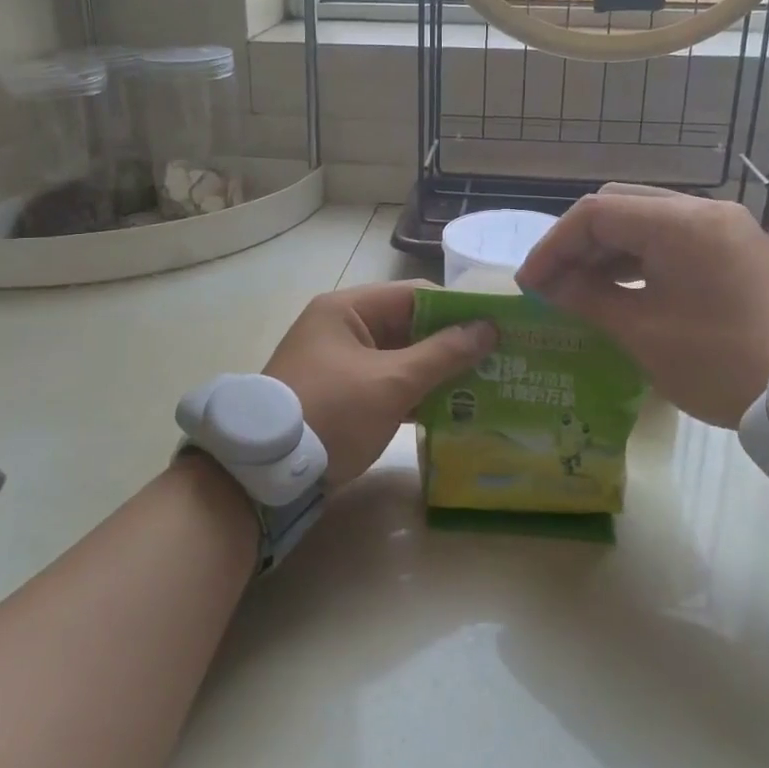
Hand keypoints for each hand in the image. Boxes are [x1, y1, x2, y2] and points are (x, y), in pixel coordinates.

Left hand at [262, 282, 496, 486]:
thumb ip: (442, 354)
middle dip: (452, 344)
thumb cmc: (332, 412)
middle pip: (408, 326)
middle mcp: (342, 328)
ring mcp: (340, 363)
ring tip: (488, 385)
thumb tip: (488, 328)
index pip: (414, 295)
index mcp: (347, 309)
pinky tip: (454, 410)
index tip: (499, 326)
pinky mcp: (342, 396)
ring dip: (437, 372)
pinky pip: (387, 384)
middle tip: (501, 359)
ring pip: (400, 358)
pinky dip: (416, 394)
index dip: (458, 309)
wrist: (267, 472)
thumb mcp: (391, 382)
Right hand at [515, 184, 768, 426]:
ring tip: (581, 290)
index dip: (553, 246)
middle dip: (578, 243)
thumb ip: (588, 299)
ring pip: (648, 222)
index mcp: (679, 223)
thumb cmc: (722, 361)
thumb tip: (549, 285)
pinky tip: (624, 291)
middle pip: (620, 207)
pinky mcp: (740, 252)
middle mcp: (704, 212)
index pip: (595, 214)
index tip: (530, 284)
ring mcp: (727, 230)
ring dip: (608, 251)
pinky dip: (641, 260)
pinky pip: (676, 241)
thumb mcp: (643, 332)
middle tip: (552, 283)